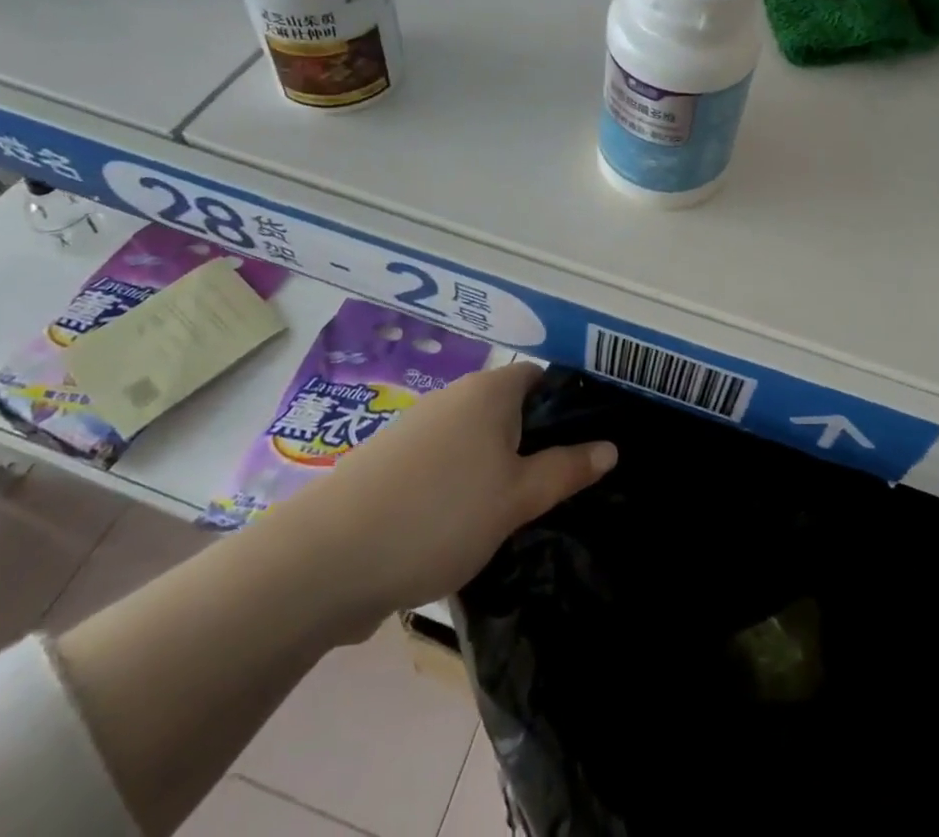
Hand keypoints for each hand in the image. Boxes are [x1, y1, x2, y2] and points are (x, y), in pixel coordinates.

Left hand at [291, 362, 615, 616]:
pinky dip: (467, 488)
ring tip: (525, 513)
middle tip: (565, 486)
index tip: (590, 444)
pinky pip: (449, 466)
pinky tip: (473, 528)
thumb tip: (610, 446)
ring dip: (502, 470)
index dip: (570, 405)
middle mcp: (454, 399)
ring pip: (479, 442)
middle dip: (538, 444)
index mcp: (489, 391)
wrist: (327, 560)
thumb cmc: (439, 515)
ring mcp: (420, 431)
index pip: (542, 378)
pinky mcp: (395, 467)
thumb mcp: (517, 497)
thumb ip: (567, 470)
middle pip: (511, 410)